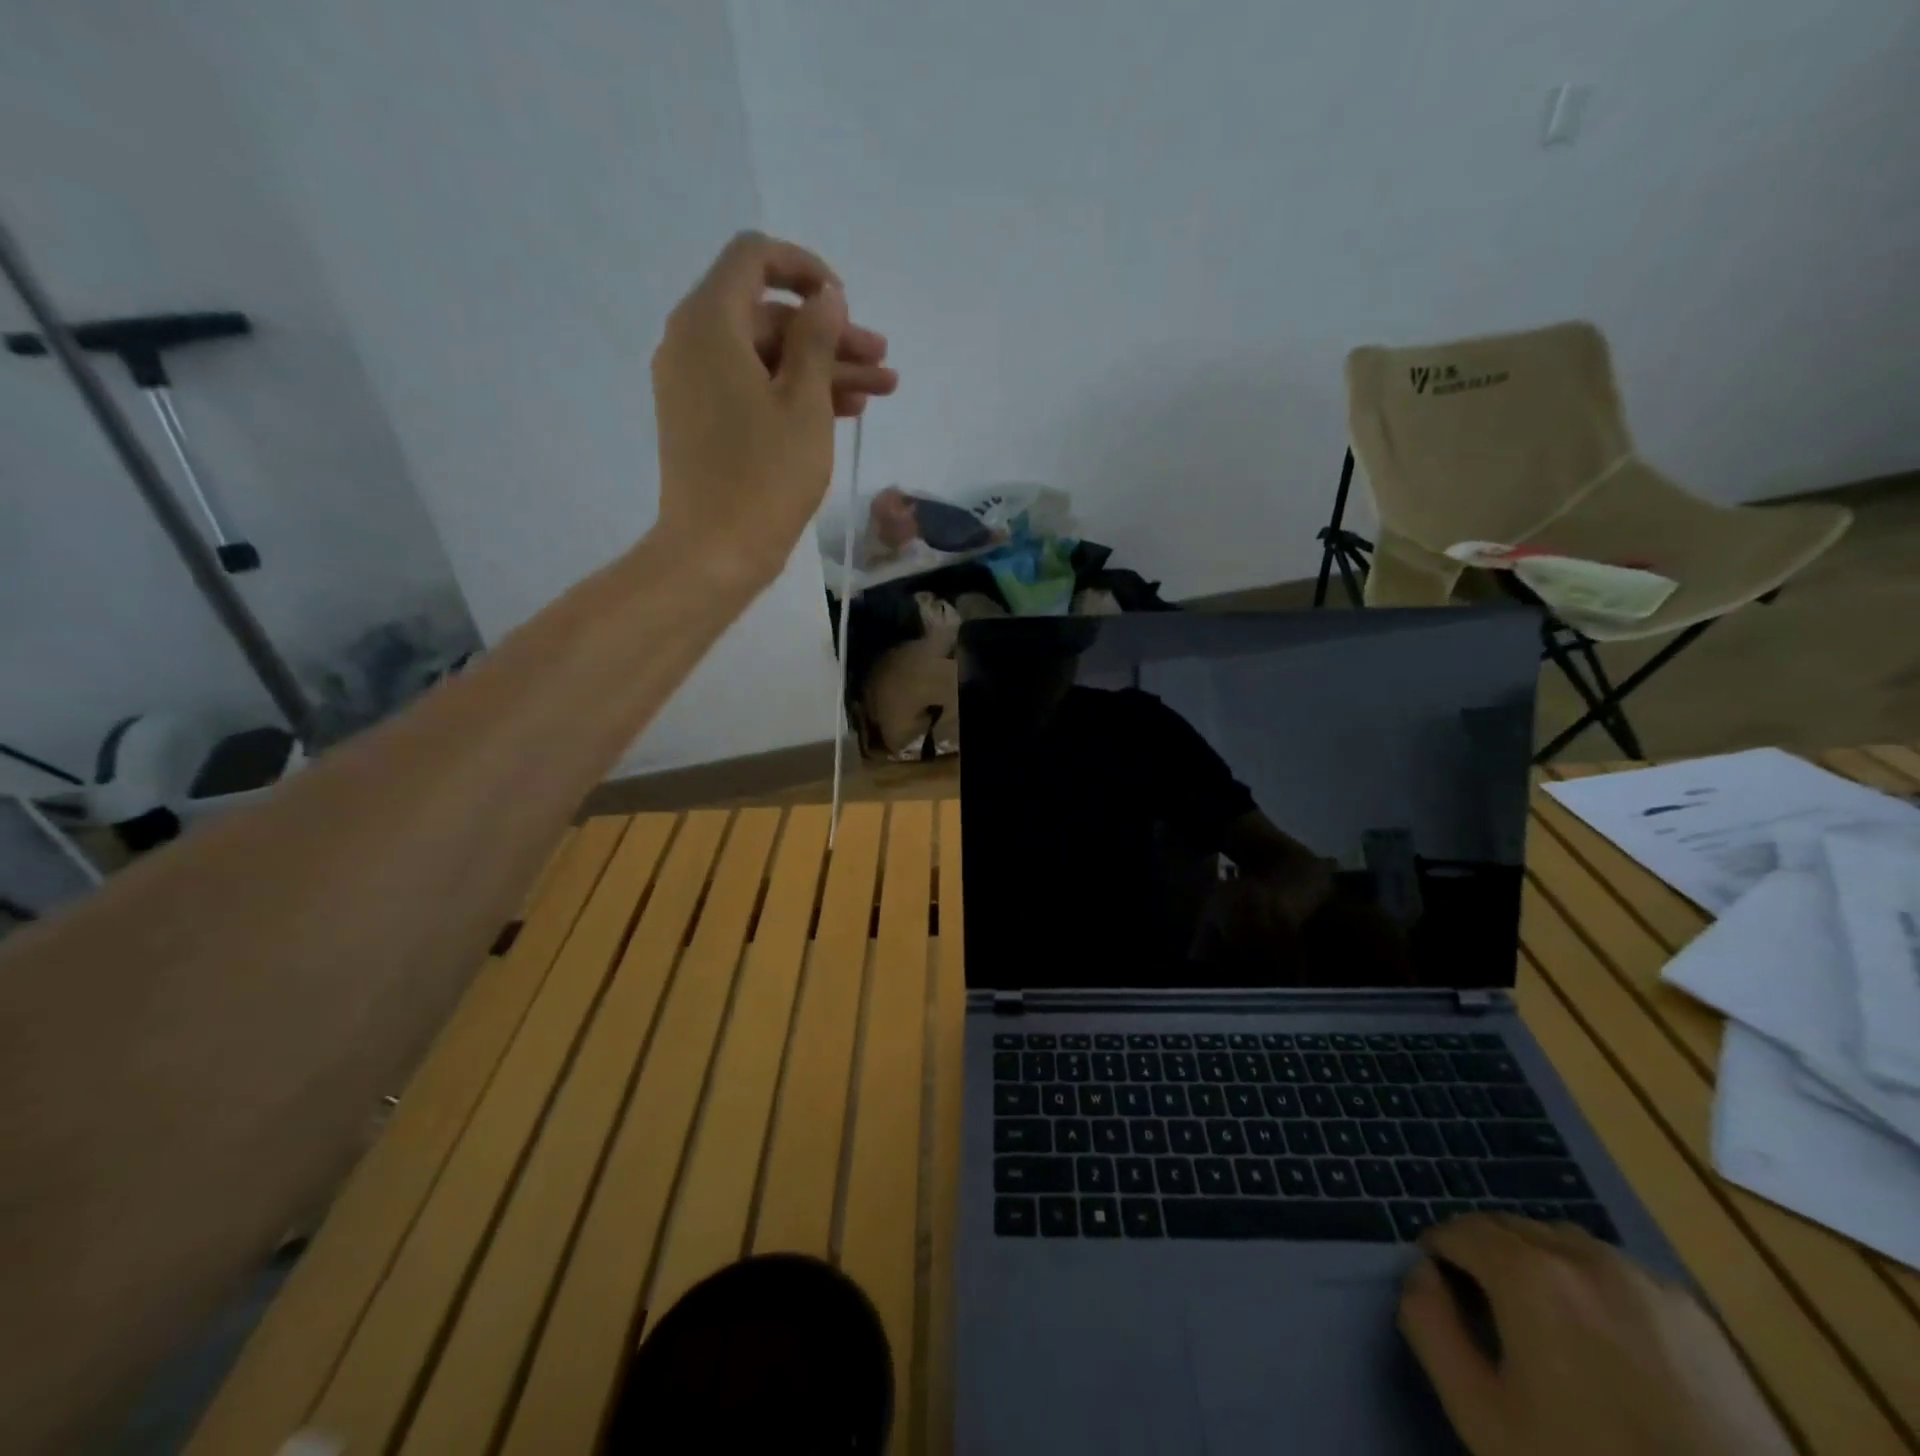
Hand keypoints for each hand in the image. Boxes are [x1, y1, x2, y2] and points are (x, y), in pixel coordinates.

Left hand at [650, 231, 896, 580]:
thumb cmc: (765, 476)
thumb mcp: (804, 402)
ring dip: (822, 369)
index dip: (805, 270)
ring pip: (765, 357)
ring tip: (880, 391)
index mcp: (710, 323)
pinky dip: (793, 394)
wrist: (714, 552)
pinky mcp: (702, 421)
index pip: (754, 258)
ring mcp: (693, 385)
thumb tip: (825, 298)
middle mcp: (691, 342)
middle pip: (767, 315)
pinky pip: (750, 388)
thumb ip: (816, 339)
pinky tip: (843, 412)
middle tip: (882, 362)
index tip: (845, 304)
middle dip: (829, 335)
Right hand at [1400, 1215, 1791, 1455]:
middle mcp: (1582, 1254)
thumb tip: (1421, 1274)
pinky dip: (1592, 1285)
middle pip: (1509, 1228)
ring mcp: (1645, 1280)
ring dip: (1538, 1263)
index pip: (1457, 1230)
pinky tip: (1606, 1343)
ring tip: (1545, 1323)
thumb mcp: (1480, 1413)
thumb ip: (1429, 1326)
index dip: (1439, 1255)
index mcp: (1527, 1270)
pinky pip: (1618, 1272)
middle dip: (1486, 1255)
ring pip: (1563, 1243)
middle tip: (1487, 1310)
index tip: (1441, 1291)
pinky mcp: (1695, 1314)